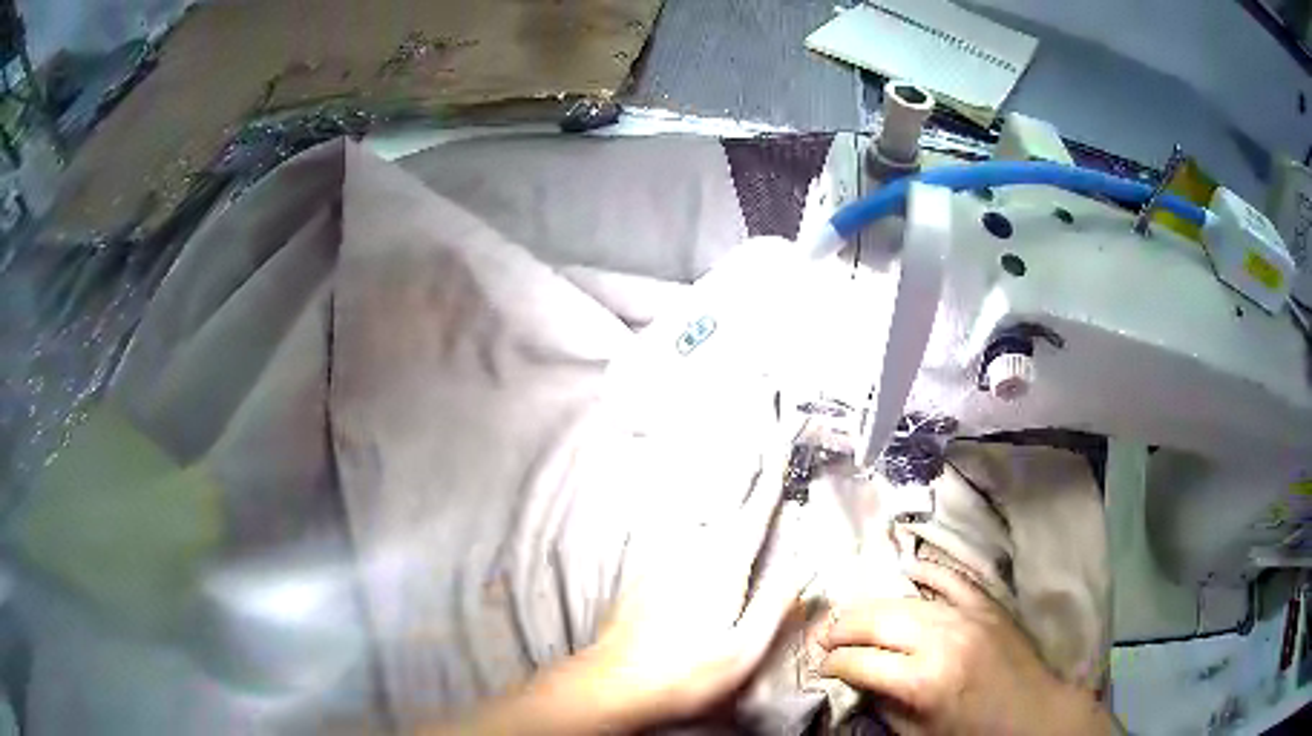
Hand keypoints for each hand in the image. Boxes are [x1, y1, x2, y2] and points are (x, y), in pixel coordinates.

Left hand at [587, 465, 811, 728]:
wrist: (613, 683)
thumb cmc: (684, 673)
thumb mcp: (743, 649)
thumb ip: (775, 603)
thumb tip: (802, 565)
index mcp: (721, 568)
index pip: (753, 513)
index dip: (770, 479)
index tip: (780, 447)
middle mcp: (689, 554)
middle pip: (724, 508)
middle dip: (745, 477)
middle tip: (763, 448)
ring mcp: (660, 561)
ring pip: (699, 521)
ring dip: (721, 500)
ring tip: (739, 479)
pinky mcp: (642, 575)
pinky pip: (678, 538)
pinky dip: (696, 525)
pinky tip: (698, 534)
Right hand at [818, 562, 1115, 735]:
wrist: (1033, 715)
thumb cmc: (972, 734)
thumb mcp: (918, 733)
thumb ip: (883, 705)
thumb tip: (854, 681)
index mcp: (923, 681)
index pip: (860, 661)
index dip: (834, 663)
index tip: (822, 666)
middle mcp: (942, 639)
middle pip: (878, 620)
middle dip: (843, 627)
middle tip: (825, 636)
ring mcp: (968, 615)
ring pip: (907, 598)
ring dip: (873, 605)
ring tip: (853, 615)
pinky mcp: (987, 603)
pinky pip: (952, 576)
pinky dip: (927, 569)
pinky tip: (907, 568)